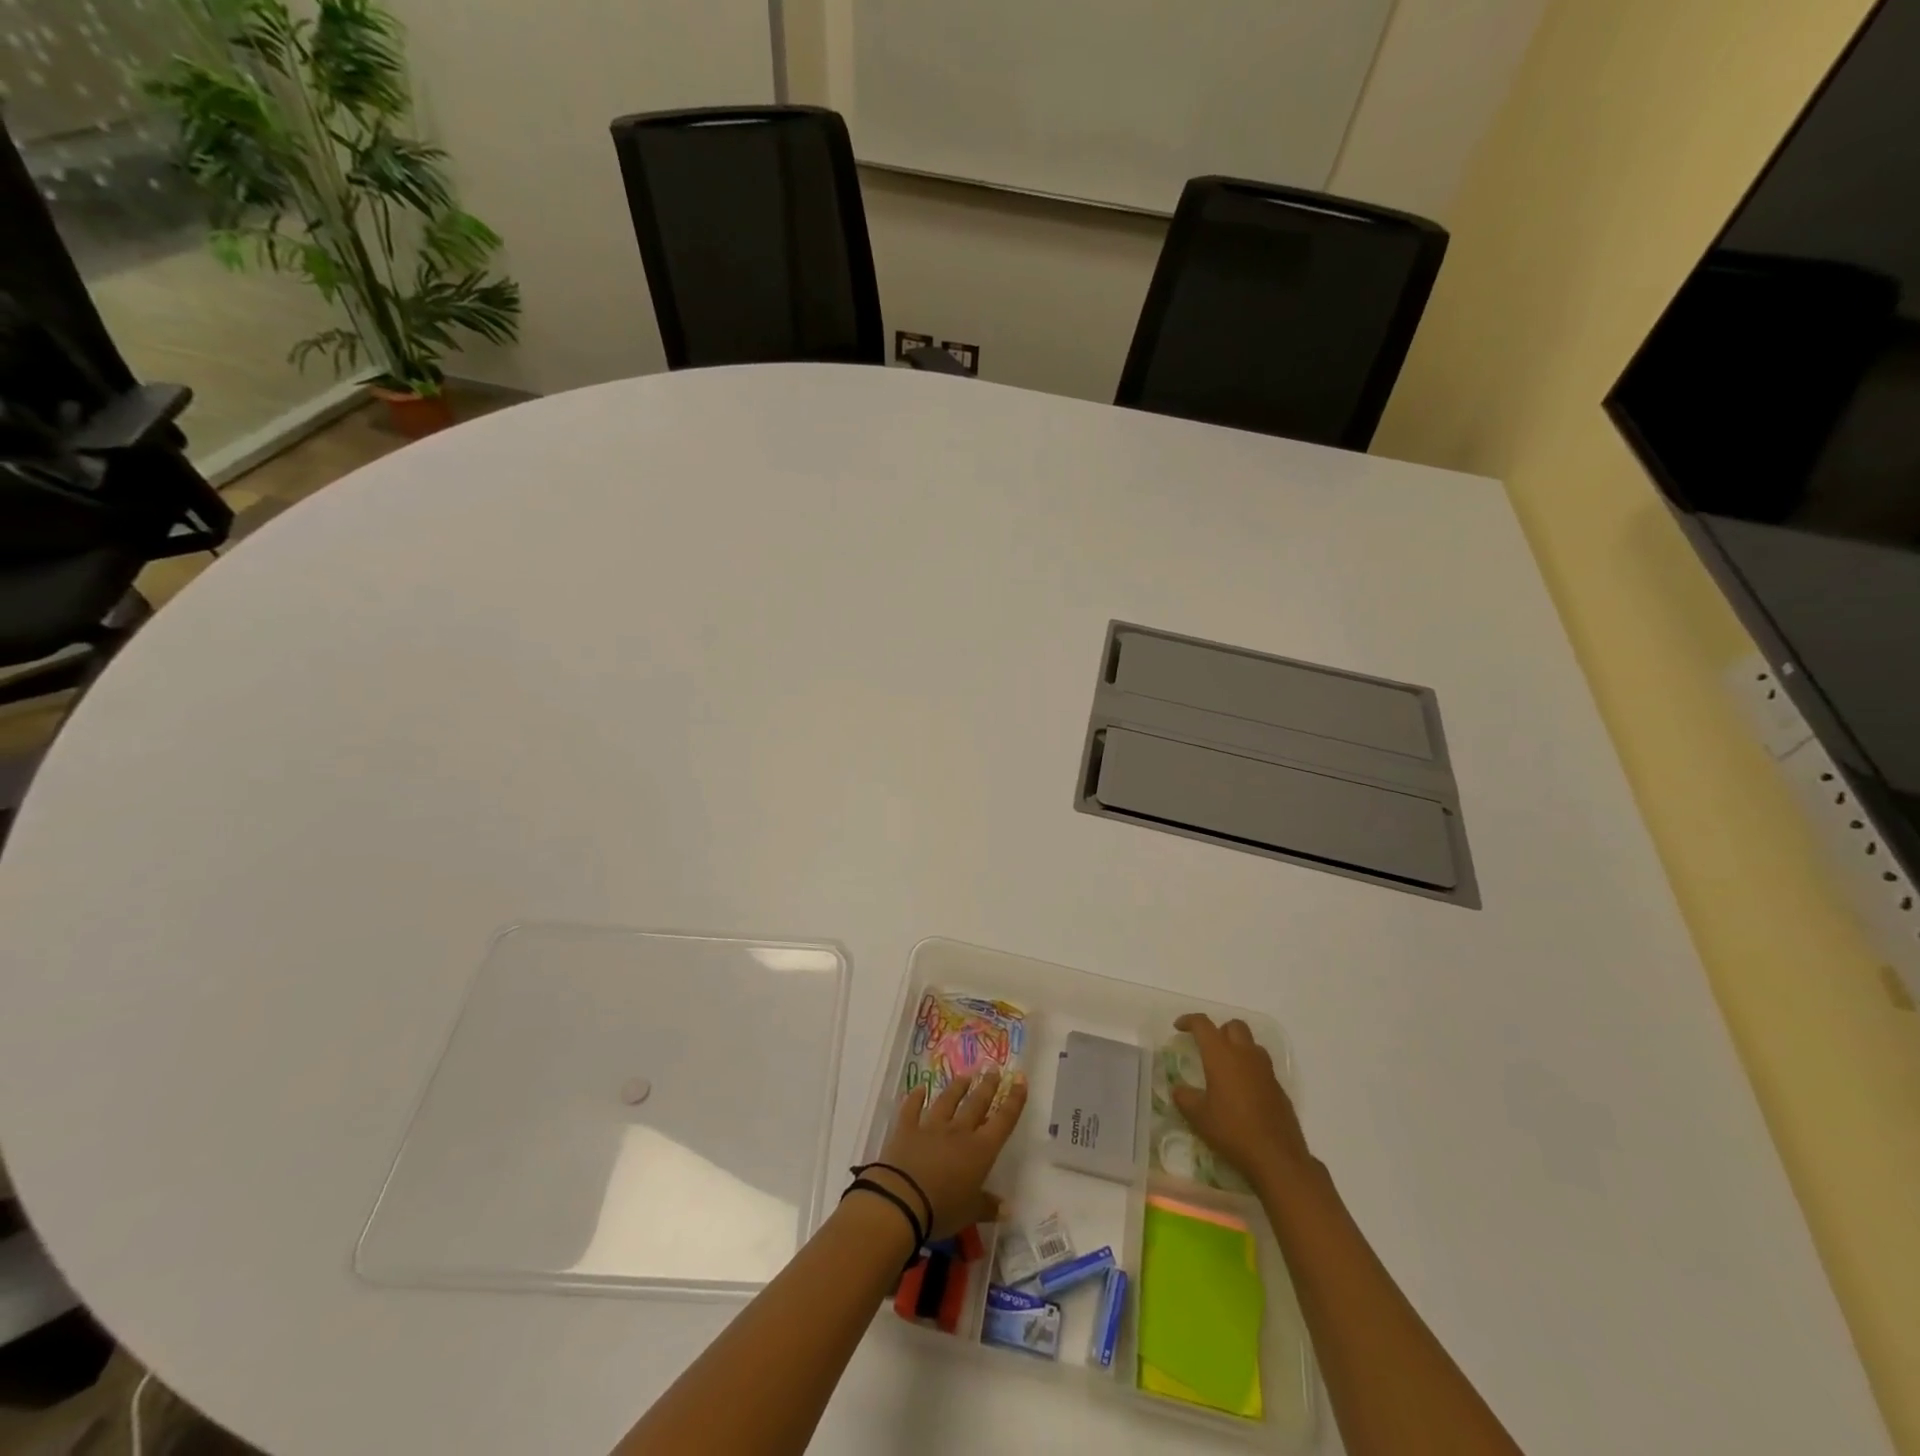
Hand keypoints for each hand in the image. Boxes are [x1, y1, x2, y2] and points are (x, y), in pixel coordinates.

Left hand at [869, 1071, 1027, 1238]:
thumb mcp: (970, 1213)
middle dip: (987, 1087)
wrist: (902, 1200)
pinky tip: (919, 1088)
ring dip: (957, 1088)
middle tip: (994, 1070)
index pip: (1003, 1121)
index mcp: (980, 1150)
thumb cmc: (943, 1209)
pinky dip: (915, 1098)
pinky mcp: (907, 1129)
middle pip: (976, 1104)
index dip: (1014, 1100)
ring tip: (965, 1076)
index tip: (1020, 1080)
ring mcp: (931, 1127)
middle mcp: (959, 1132)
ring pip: (947, 1101)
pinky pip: (912, 1109)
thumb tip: (1007, 1209)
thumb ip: (988, 1207)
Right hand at [1172, 1013, 1313, 1187]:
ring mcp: (1265, 1070)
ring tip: (1226, 1067)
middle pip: (1233, 1026)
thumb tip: (1178, 1089)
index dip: (1189, 1021)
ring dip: (1237, 1046)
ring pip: (1251, 1043)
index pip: (1203, 1024)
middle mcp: (1245, 1055)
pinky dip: (1250, 1068)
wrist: (1276, 1157)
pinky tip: (1243, 1091)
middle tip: (1206, 1047)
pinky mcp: (1279, 1087)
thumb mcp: (1198, 1116)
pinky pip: (1262, 1066)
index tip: (1178, 1028)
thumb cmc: (1232, 1130)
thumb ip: (1184, 1098)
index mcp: (1221, 1055)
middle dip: (1218, 1030)